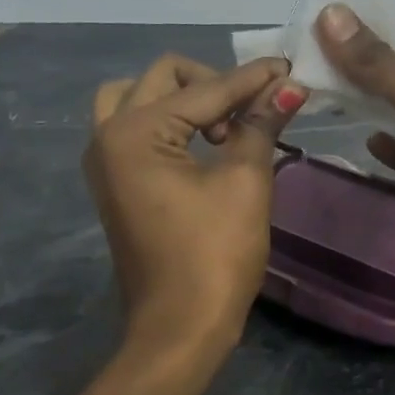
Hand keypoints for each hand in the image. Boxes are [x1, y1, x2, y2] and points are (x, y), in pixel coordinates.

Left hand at [85, 54, 306, 350]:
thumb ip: (260, 124)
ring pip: (140, 99)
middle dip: (214, 83)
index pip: (204, 89)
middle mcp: (107, 136)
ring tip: (225, 129)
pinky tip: (208, 144)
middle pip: (161, 79)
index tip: (289, 67)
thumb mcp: (245, 182)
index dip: (251, 79)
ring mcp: (105, 162)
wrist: (180, 327)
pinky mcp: (115, 183)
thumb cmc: (215, 255)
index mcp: (134, 132)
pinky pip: (137, 129)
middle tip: (255, 109)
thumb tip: (289, 85)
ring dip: (185, 100)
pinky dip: (171, 123)